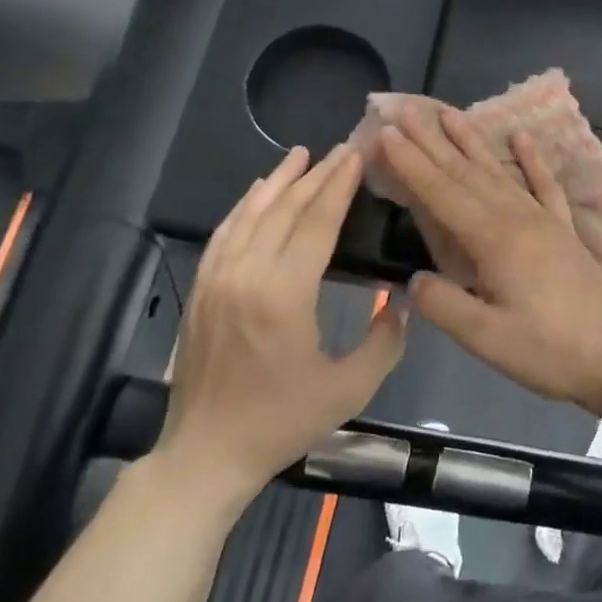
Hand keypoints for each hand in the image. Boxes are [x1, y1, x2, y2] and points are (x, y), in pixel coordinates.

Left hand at [151, 144, 406, 505]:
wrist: (206, 453)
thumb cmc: (282, 421)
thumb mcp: (350, 389)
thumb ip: (385, 341)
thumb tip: (401, 301)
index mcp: (283, 295)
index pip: (315, 223)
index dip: (339, 186)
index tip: (357, 156)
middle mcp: (245, 275)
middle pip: (284, 210)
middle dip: (316, 176)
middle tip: (342, 148)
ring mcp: (216, 280)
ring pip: (250, 214)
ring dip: (277, 181)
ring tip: (301, 155)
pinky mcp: (201, 290)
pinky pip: (224, 234)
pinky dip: (245, 206)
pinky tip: (258, 192)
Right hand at [380, 105, 601, 417]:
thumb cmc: (550, 351)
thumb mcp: (487, 339)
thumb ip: (444, 305)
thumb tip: (414, 280)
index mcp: (495, 241)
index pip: (443, 194)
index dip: (413, 164)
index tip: (387, 133)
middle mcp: (518, 218)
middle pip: (467, 173)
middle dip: (433, 142)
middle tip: (406, 110)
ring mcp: (546, 220)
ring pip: (501, 172)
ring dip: (472, 142)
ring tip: (449, 113)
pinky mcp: (565, 230)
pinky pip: (546, 185)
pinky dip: (532, 160)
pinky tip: (522, 137)